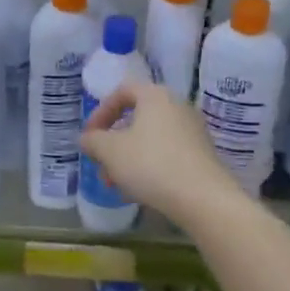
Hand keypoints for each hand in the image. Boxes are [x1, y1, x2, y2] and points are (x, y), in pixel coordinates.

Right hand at [80, 81, 241, 222]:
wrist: (203, 198)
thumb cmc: (150, 164)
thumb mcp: (110, 151)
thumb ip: (93, 140)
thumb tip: (87, 138)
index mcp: (155, 96)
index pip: (122, 92)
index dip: (100, 112)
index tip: (89, 137)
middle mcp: (177, 107)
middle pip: (136, 119)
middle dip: (113, 144)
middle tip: (101, 165)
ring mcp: (193, 131)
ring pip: (150, 140)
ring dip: (128, 159)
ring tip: (116, 185)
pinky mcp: (202, 155)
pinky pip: (166, 154)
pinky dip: (148, 167)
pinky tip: (139, 192)